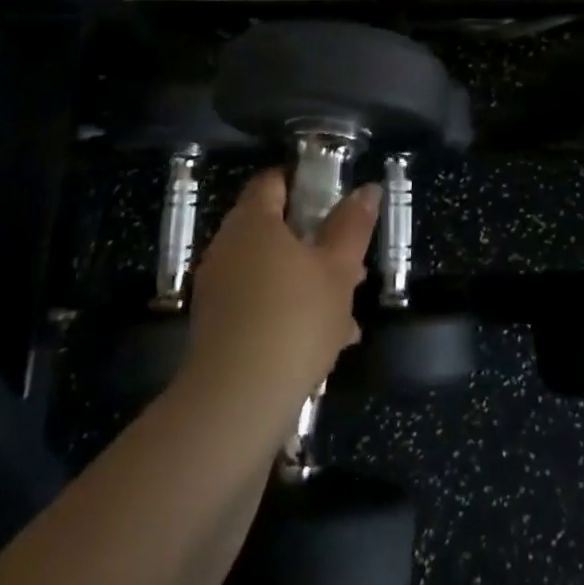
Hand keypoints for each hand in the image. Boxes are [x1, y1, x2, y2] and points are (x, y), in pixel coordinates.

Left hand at [184, 168, 379, 403]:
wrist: (236, 402)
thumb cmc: (294, 319)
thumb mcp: (338, 269)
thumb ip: (353, 226)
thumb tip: (367, 188)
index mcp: (253, 222)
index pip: (272, 182)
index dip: (303, 183)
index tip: (334, 200)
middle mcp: (227, 248)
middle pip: (273, 229)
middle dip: (315, 243)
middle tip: (351, 263)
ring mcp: (218, 289)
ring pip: (270, 271)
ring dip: (307, 282)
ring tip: (347, 312)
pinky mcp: (216, 328)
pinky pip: (258, 304)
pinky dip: (287, 311)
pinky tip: (324, 342)